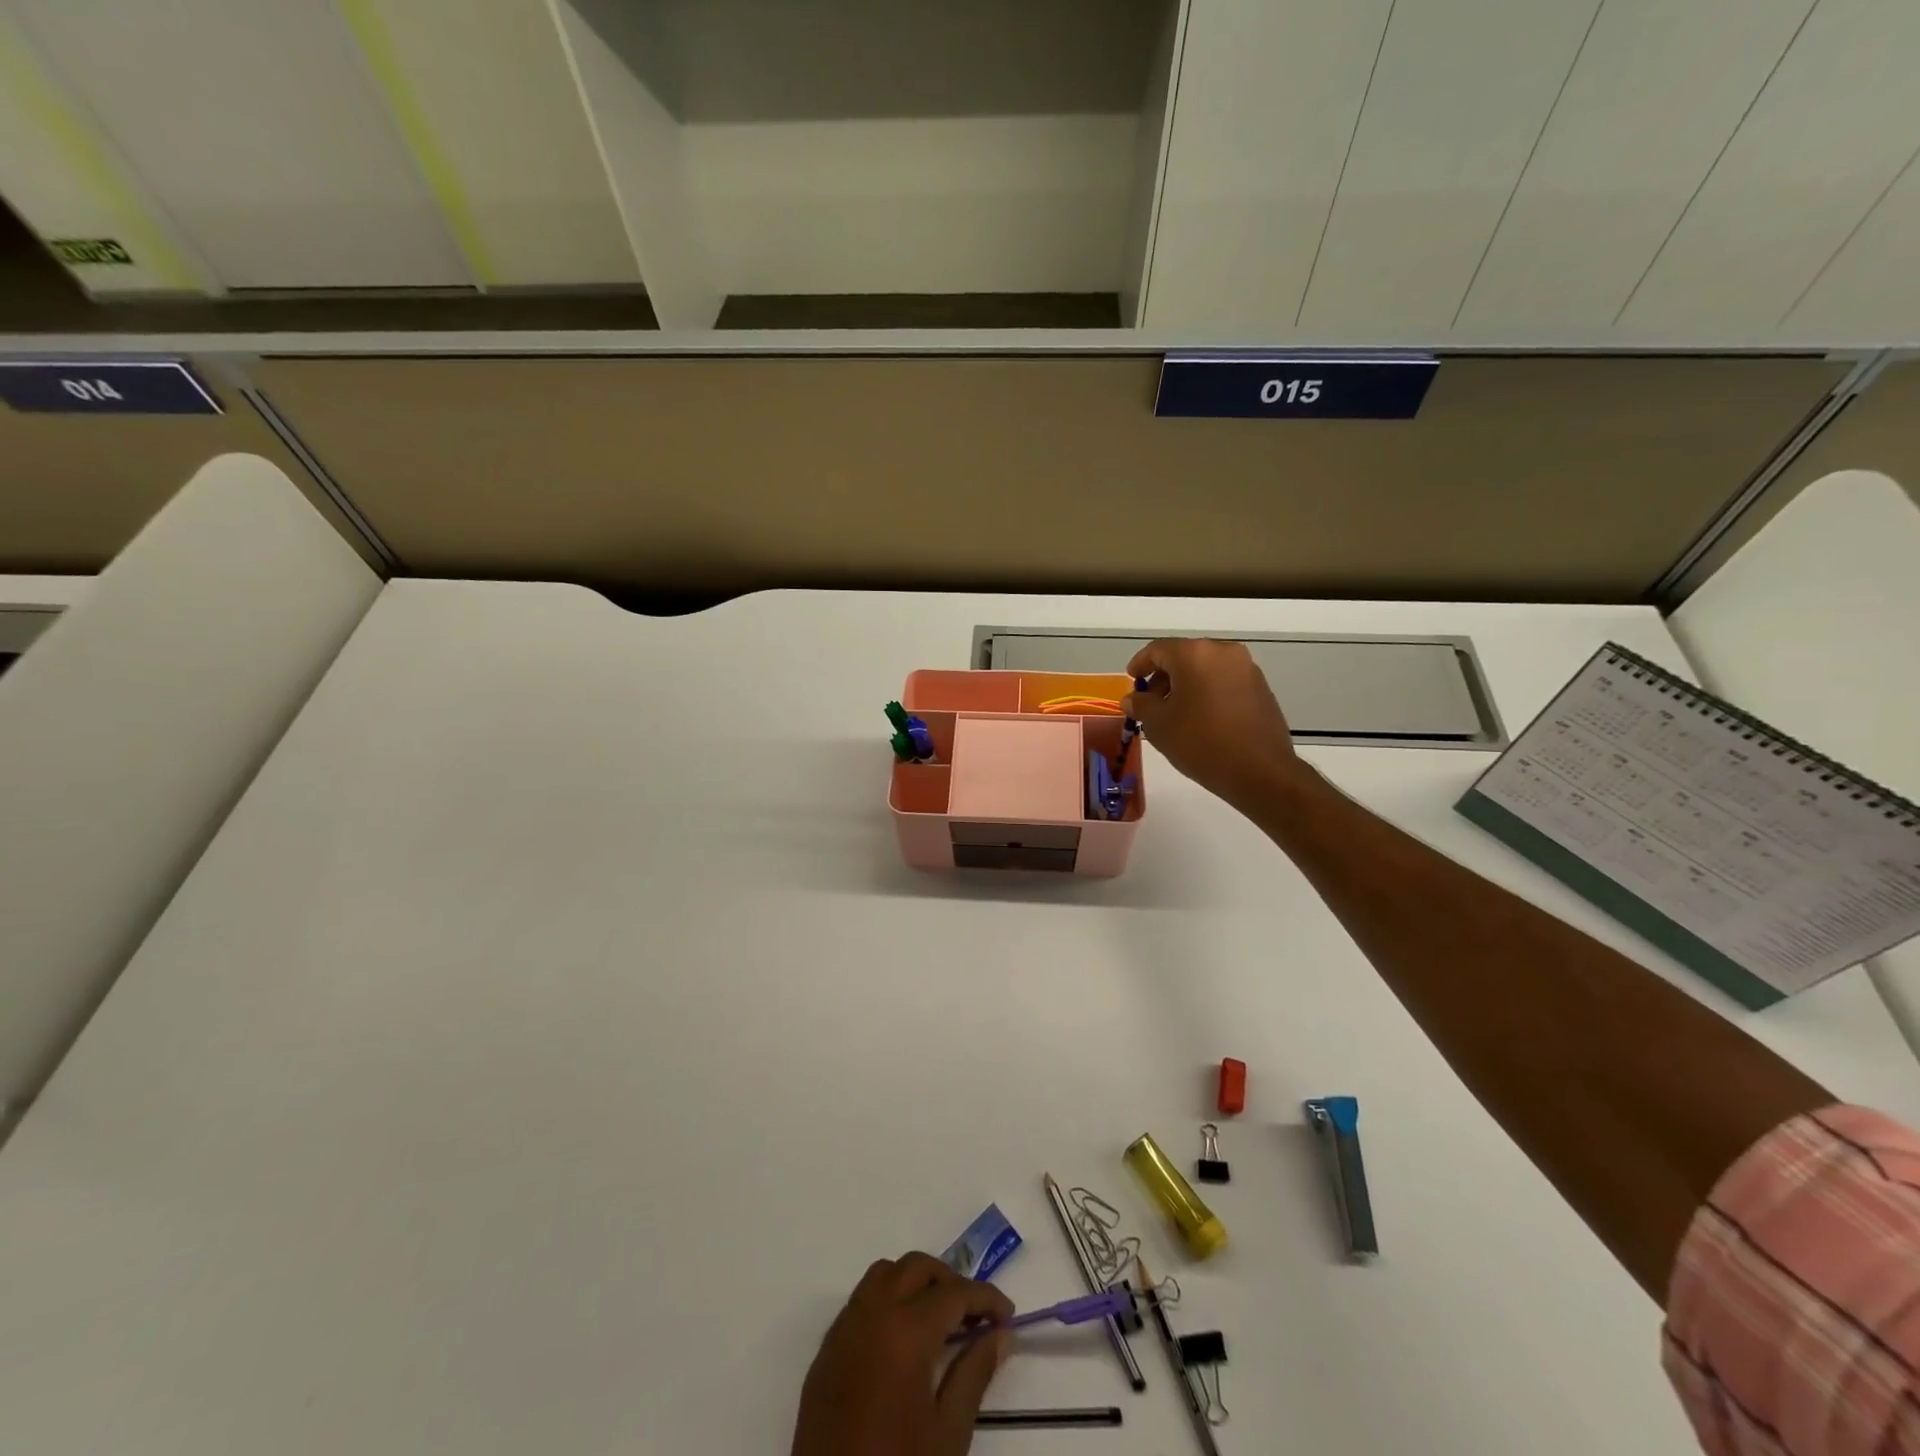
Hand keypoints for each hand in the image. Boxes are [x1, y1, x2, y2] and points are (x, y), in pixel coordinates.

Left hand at [791, 1252, 1013, 1455]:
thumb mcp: (947, 1434)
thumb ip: (975, 1374)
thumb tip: (1000, 1334)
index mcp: (906, 1329)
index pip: (955, 1292)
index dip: (986, 1298)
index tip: (1008, 1315)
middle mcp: (873, 1312)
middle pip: (917, 1268)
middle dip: (950, 1282)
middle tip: (974, 1315)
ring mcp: (844, 1327)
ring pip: (885, 1274)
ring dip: (915, 1282)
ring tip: (938, 1319)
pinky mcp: (826, 1349)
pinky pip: (861, 1299)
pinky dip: (887, 1299)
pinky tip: (901, 1338)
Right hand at [1125, 638, 1304, 811]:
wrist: (1260, 771)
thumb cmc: (1200, 742)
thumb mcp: (1158, 725)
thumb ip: (1141, 705)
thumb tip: (1134, 698)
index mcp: (1195, 654)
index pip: (1158, 650)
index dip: (1140, 664)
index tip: (1131, 680)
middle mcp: (1223, 652)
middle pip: (1184, 656)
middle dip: (1163, 676)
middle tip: (1150, 701)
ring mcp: (1247, 668)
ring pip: (1206, 668)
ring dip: (1186, 684)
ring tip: (1175, 713)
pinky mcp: (1261, 687)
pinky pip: (1224, 681)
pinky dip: (1207, 691)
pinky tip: (1201, 718)